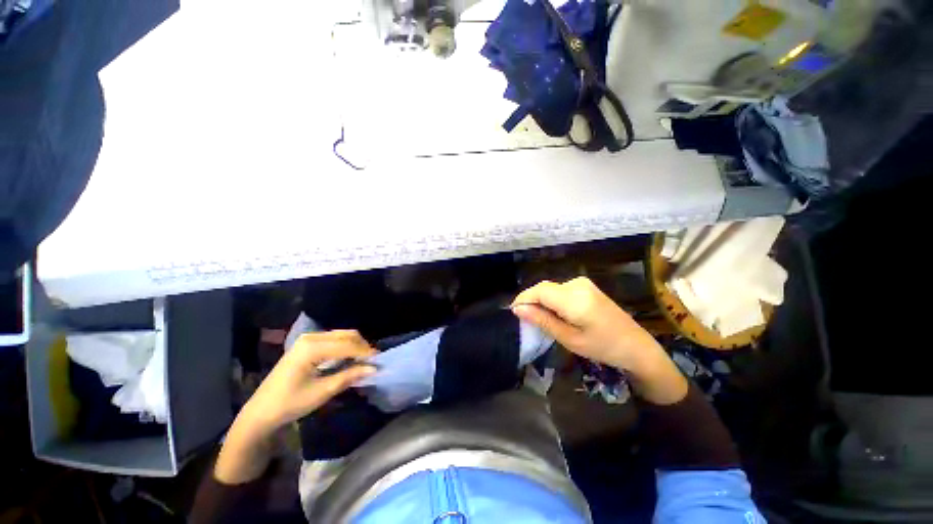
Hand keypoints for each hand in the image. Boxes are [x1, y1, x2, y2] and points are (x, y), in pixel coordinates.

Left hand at [243, 330, 376, 433]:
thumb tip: (374, 368)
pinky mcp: (307, 344)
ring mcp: (308, 339)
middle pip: (346, 335)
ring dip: (354, 345)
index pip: (347, 345)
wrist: (261, 412)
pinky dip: (345, 346)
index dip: (365, 352)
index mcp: (312, 348)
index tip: (379, 361)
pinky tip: (349, 358)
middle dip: (362, 346)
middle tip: (372, 361)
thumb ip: (349, 376)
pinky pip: (333, 339)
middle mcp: (311, 337)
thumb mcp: (322, 392)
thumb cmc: (290, 403)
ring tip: (363, 361)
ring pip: (341, 335)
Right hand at [512, 277, 686, 404]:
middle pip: (544, 288)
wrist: (636, 346)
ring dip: (541, 300)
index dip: (523, 299)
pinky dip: (552, 299)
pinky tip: (554, 313)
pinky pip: (560, 289)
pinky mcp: (586, 286)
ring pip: (551, 288)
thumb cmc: (602, 347)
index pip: (539, 291)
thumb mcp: (569, 338)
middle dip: (531, 301)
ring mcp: (583, 283)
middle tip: (524, 319)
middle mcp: (577, 285)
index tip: (513, 312)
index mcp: (574, 299)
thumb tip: (517, 309)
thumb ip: (542, 320)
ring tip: (538, 318)